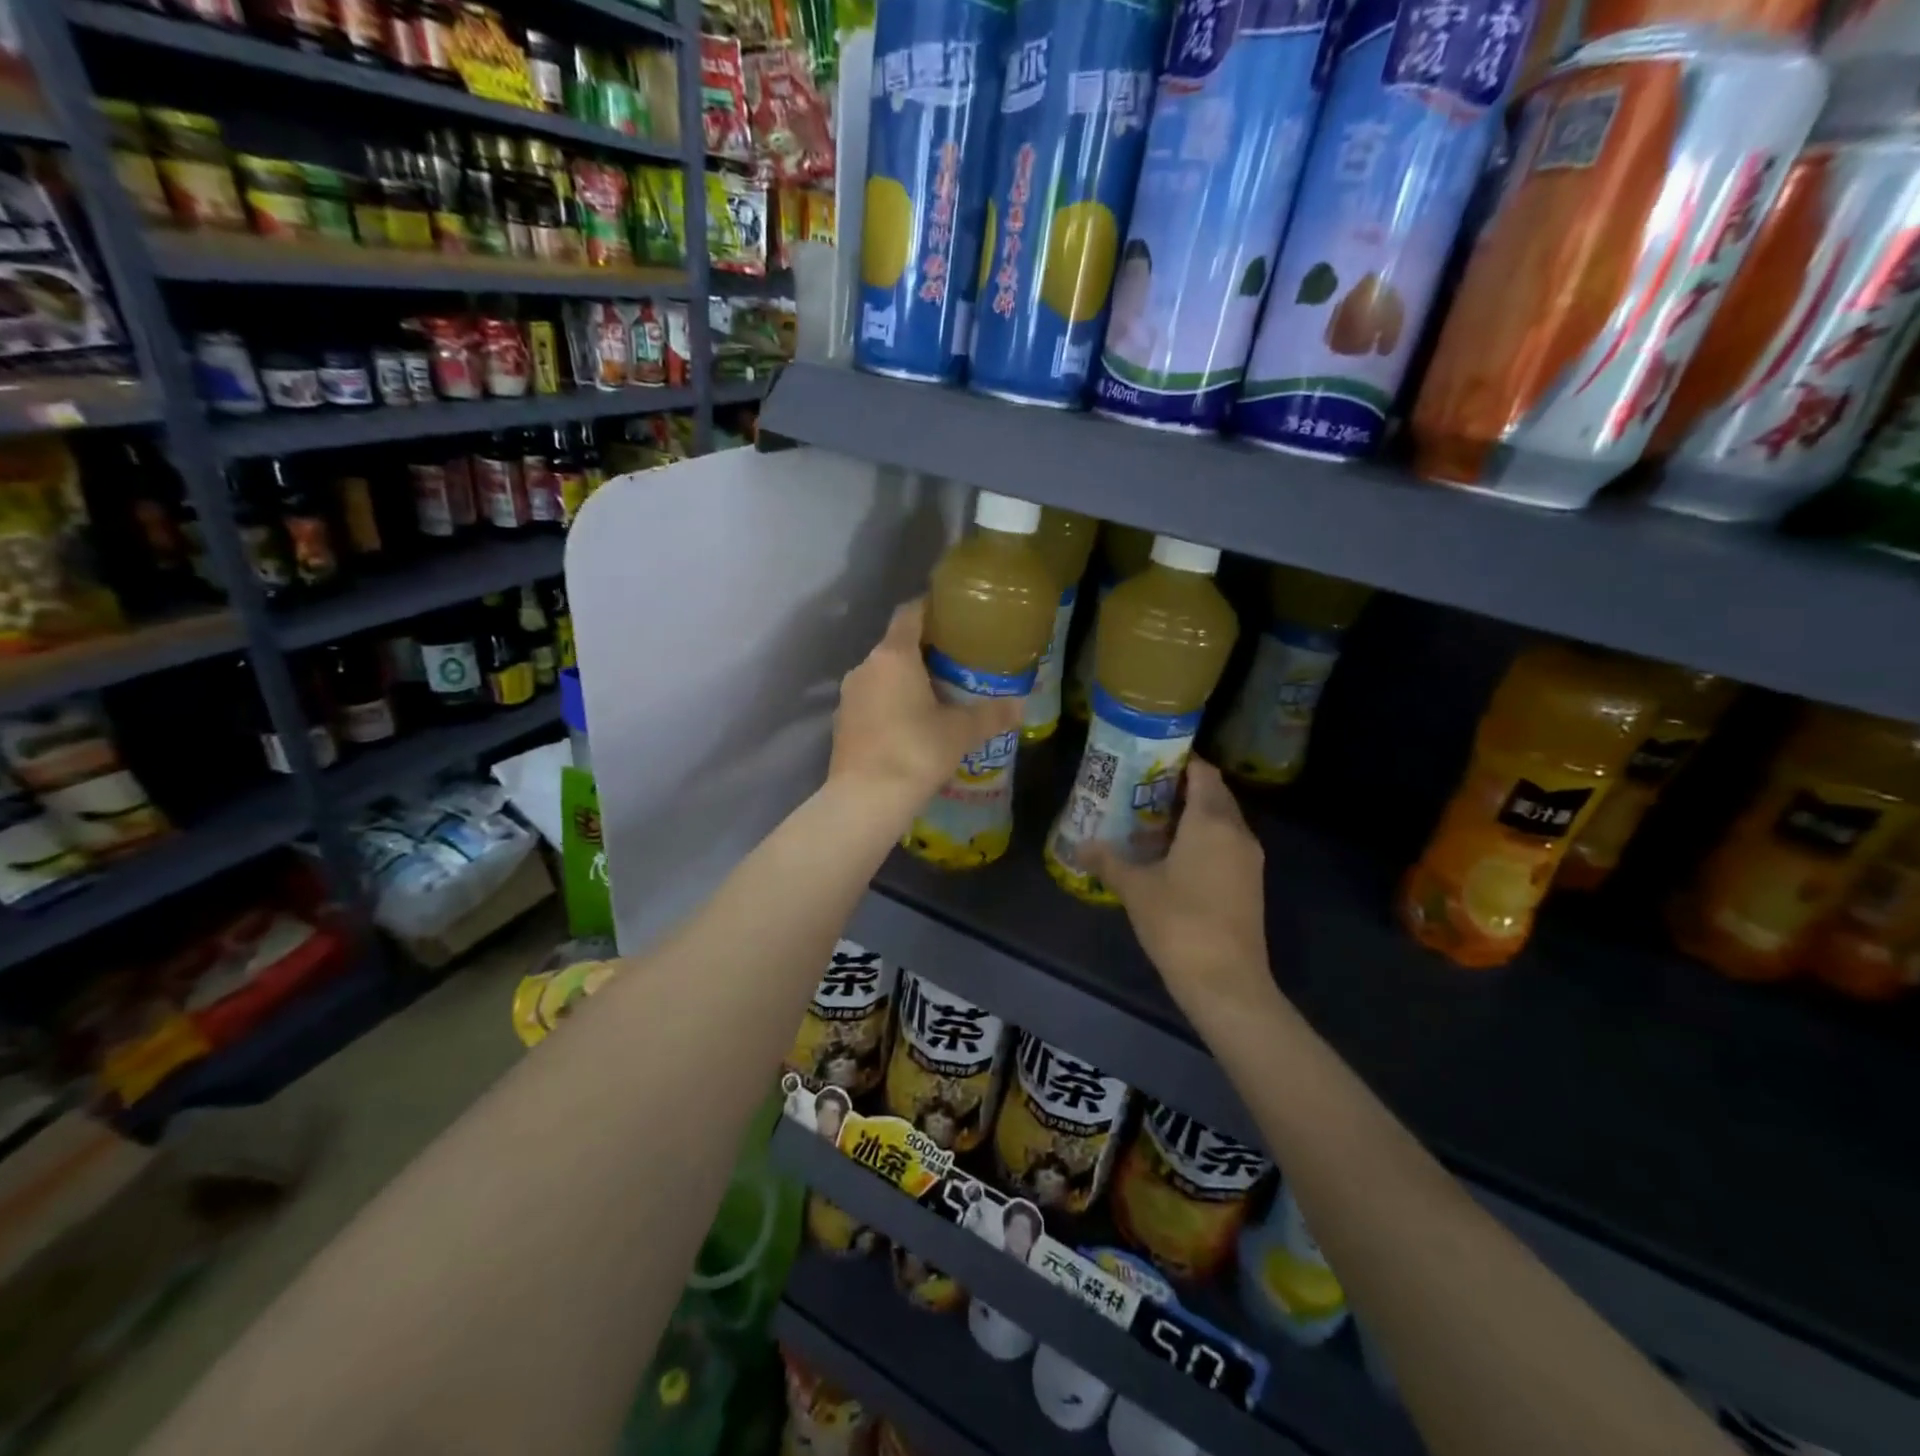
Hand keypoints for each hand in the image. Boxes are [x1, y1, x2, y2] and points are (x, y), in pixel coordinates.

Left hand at [828, 599, 1022, 812]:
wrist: (865, 799)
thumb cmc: (916, 752)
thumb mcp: (960, 732)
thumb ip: (991, 715)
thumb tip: (1020, 705)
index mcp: (894, 655)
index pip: (910, 613)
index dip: (931, 608)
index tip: (953, 615)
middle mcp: (865, 667)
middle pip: (896, 645)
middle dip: (924, 651)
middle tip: (956, 662)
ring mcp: (849, 696)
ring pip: (882, 675)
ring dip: (905, 680)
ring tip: (936, 696)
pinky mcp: (842, 722)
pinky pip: (871, 701)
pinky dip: (890, 704)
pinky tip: (911, 725)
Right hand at [1082, 758, 1276, 1028]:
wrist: (1226, 981)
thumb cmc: (1179, 922)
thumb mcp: (1135, 888)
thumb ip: (1108, 861)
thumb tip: (1080, 846)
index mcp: (1211, 822)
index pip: (1203, 773)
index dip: (1179, 762)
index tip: (1148, 762)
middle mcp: (1236, 832)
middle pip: (1212, 795)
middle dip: (1180, 789)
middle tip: (1141, 791)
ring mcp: (1248, 859)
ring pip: (1220, 822)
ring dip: (1189, 817)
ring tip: (1149, 823)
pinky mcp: (1249, 884)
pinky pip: (1225, 845)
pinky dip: (1201, 840)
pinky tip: (1169, 857)